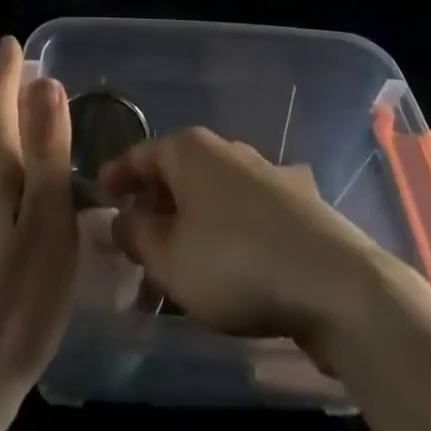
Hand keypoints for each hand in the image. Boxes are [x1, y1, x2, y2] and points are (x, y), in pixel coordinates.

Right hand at [98, 126, 387, 355]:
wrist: (333, 281)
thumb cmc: (235, 261)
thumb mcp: (169, 257)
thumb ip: (136, 235)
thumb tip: (120, 220)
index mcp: (188, 149)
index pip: (139, 154)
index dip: (115, 175)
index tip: (97, 194)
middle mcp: (223, 150)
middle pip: (174, 175)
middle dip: (151, 210)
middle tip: (133, 249)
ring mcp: (261, 173)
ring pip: (207, 198)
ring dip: (185, 229)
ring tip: (173, 273)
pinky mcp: (290, 204)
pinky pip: (238, 214)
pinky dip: (219, 235)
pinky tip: (221, 271)